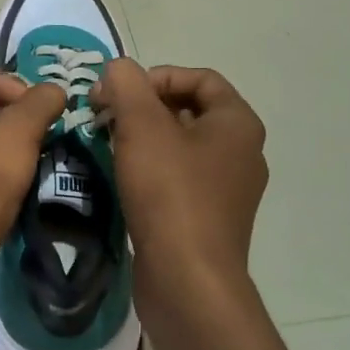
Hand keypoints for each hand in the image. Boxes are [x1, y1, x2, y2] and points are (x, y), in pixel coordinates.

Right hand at [91, 60, 268, 296]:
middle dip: (144, 107)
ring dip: (144, 138)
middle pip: (190, 110)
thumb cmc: (170, 194)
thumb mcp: (142, 127)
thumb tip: (118, 69)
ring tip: (109, 144)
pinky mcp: (209, 219)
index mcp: (238, 124)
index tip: (119, 92)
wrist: (188, 280)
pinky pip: (180, 178)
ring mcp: (228, 189)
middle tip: (107, 116)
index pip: (200, 78)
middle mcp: (242, 152)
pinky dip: (152, 169)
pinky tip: (123, 178)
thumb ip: (127, 85)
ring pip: (182, 146)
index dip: (157, 76)